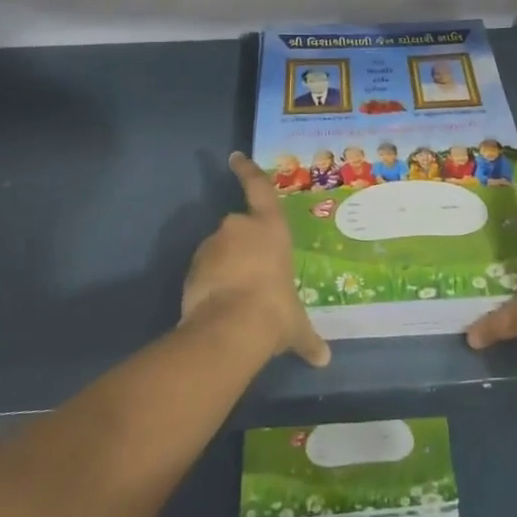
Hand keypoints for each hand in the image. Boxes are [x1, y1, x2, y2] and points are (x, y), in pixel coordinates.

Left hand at [181, 154, 331, 367]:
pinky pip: (203, 270)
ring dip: (224, 266)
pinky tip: (217, 305)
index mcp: (271, 228)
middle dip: (241, 246)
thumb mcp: (296, 325)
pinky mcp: (193, 266)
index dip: (247, 171)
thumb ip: (308, 338)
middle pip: (238, 227)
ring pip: (218, 250)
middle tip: (250, 274)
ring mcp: (213, 245)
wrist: (231, 327)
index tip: (235, 157)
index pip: (259, 188)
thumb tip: (324, 360)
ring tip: (234, 296)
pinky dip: (208, 281)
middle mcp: (240, 227)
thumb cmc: (275, 311)